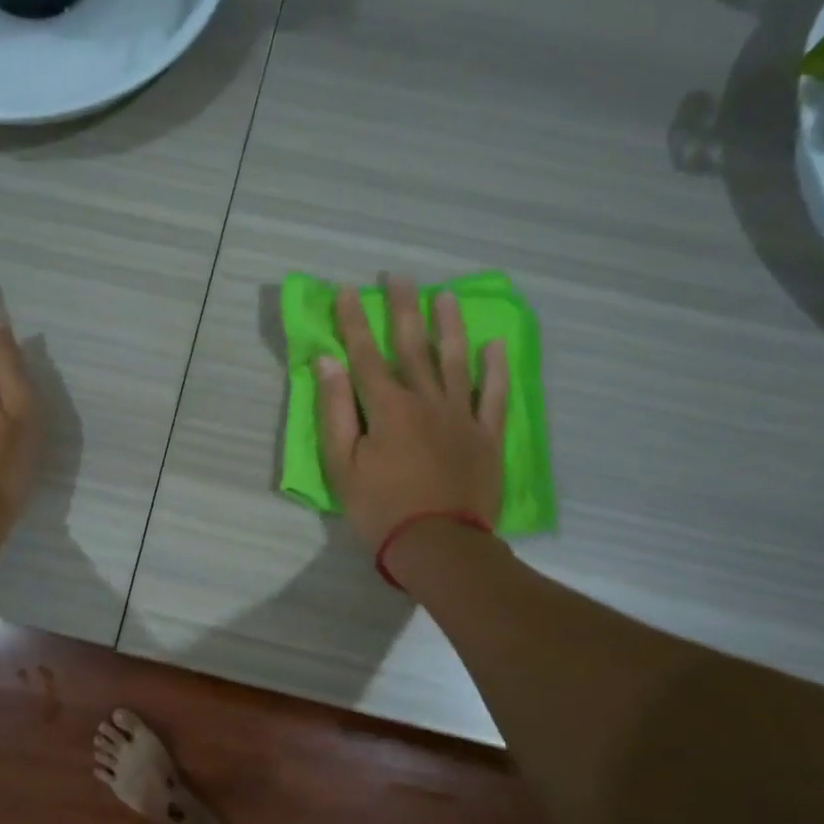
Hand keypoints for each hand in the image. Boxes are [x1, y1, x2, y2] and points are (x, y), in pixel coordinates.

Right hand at [316, 276, 507, 551]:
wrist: (439, 546)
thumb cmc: (380, 508)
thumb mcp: (341, 464)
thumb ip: (335, 410)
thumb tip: (328, 363)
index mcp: (388, 407)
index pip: (366, 355)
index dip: (354, 322)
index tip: (347, 291)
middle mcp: (426, 401)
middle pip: (413, 347)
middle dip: (403, 310)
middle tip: (401, 277)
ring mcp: (462, 416)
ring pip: (455, 361)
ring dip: (449, 326)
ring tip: (446, 297)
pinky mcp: (487, 436)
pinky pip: (495, 396)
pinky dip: (495, 369)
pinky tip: (494, 345)